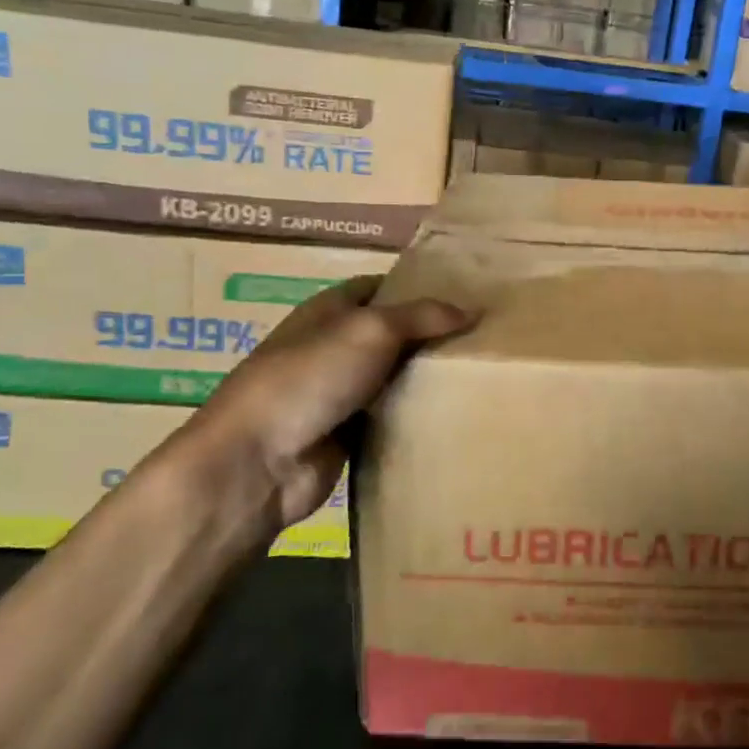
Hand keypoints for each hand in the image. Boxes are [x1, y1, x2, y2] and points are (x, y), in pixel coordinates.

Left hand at [173, 277, 471, 536]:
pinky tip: (458, 413)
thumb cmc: (310, 376)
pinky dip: (417, 416)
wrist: (259, 461)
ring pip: (397, 377)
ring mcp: (341, 392)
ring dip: (429, 378)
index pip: (383, 287)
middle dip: (434, 334)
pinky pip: (393, 417)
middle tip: (489, 337)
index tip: (468, 294)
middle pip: (395, 333)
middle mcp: (336, 346)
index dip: (421, 287)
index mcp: (332, 309)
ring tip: (485, 374)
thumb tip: (473, 310)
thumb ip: (423, 316)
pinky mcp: (349, 433)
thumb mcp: (371, 330)